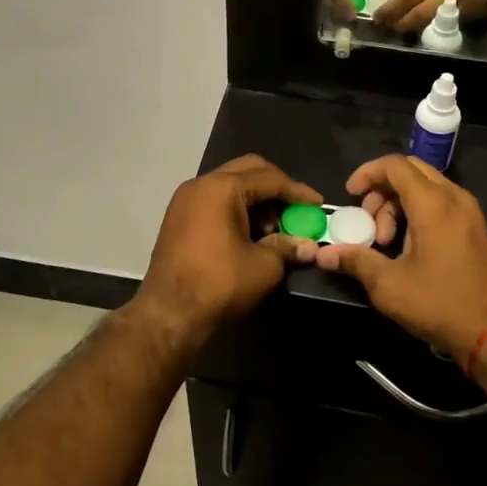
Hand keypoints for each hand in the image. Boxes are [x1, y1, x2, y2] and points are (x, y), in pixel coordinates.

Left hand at [134, 155, 321, 339]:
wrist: (168, 314)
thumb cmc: (219, 284)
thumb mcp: (263, 266)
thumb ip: (287, 247)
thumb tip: (309, 245)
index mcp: (222, 188)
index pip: (270, 179)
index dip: (298, 191)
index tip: (318, 204)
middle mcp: (201, 184)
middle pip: (248, 171)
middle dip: (276, 188)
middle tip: (296, 209)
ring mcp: (185, 199)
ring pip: (230, 184)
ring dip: (256, 199)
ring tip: (273, 228)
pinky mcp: (178, 217)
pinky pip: (215, 200)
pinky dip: (236, 208)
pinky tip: (249, 234)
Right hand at [311, 155, 486, 359]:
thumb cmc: (441, 304)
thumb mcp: (390, 286)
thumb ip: (356, 261)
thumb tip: (324, 254)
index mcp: (433, 203)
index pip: (395, 165)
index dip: (367, 173)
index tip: (350, 195)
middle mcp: (455, 197)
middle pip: (411, 171)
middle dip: (382, 190)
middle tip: (368, 222)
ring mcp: (470, 212)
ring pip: (427, 187)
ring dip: (400, 204)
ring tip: (387, 242)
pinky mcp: (477, 228)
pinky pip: (442, 203)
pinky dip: (420, 212)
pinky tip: (409, 247)